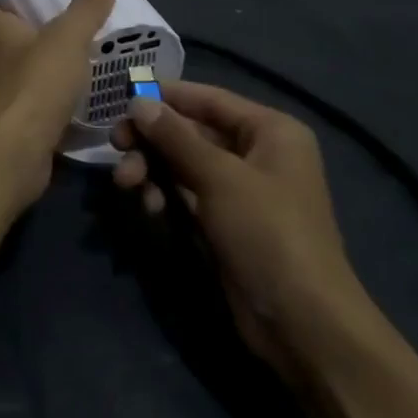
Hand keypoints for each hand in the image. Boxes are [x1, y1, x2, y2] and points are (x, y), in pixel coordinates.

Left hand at [0, 0, 117, 207]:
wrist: (15, 150)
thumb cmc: (36, 83)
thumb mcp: (68, 38)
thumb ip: (86, 10)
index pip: (1, 11)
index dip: (23, 9)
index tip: (54, 11)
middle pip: (17, 44)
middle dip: (44, 45)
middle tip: (81, 41)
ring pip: (27, 78)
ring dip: (50, 78)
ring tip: (87, 73)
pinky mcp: (9, 126)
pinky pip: (35, 109)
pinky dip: (53, 109)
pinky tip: (81, 109)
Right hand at [111, 82, 374, 370]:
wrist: (302, 322)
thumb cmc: (267, 233)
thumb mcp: (219, 177)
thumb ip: (175, 137)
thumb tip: (138, 102)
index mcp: (270, 131)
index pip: (209, 99)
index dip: (166, 95)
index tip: (122, 96)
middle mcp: (256, 153)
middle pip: (191, 131)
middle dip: (152, 139)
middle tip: (116, 144)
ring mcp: (239, 189)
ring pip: (182, 163)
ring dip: (151, 168)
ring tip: (126, 184)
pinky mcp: (224, 220)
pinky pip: (185, 192)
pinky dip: (164, 194)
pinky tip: (150, 208)